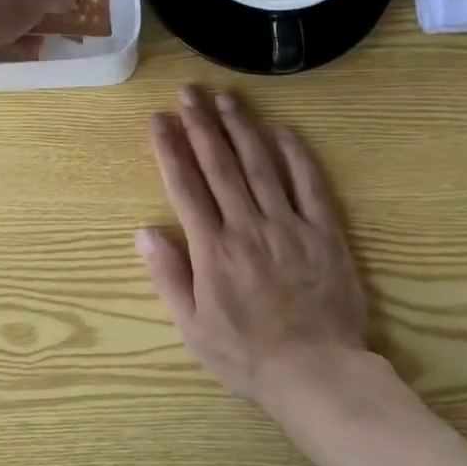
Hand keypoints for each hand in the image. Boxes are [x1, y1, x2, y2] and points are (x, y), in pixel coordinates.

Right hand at [137, 85, 371, 413]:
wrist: (317, 373)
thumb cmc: (247, 355)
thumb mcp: (193, 327)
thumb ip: (168, 276)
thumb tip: (143, 230)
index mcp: (212, 249)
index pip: (185, 186)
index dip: (170, 149)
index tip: (159, 120)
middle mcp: (246, 226)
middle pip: (219, 165)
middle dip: (201, 124)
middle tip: (189, 92)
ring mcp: (287, 225)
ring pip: (260, 165)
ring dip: (241, 128)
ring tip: (226, 98)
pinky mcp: (323, 231)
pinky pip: (308, 184)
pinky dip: (294, 154)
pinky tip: (280, 128)